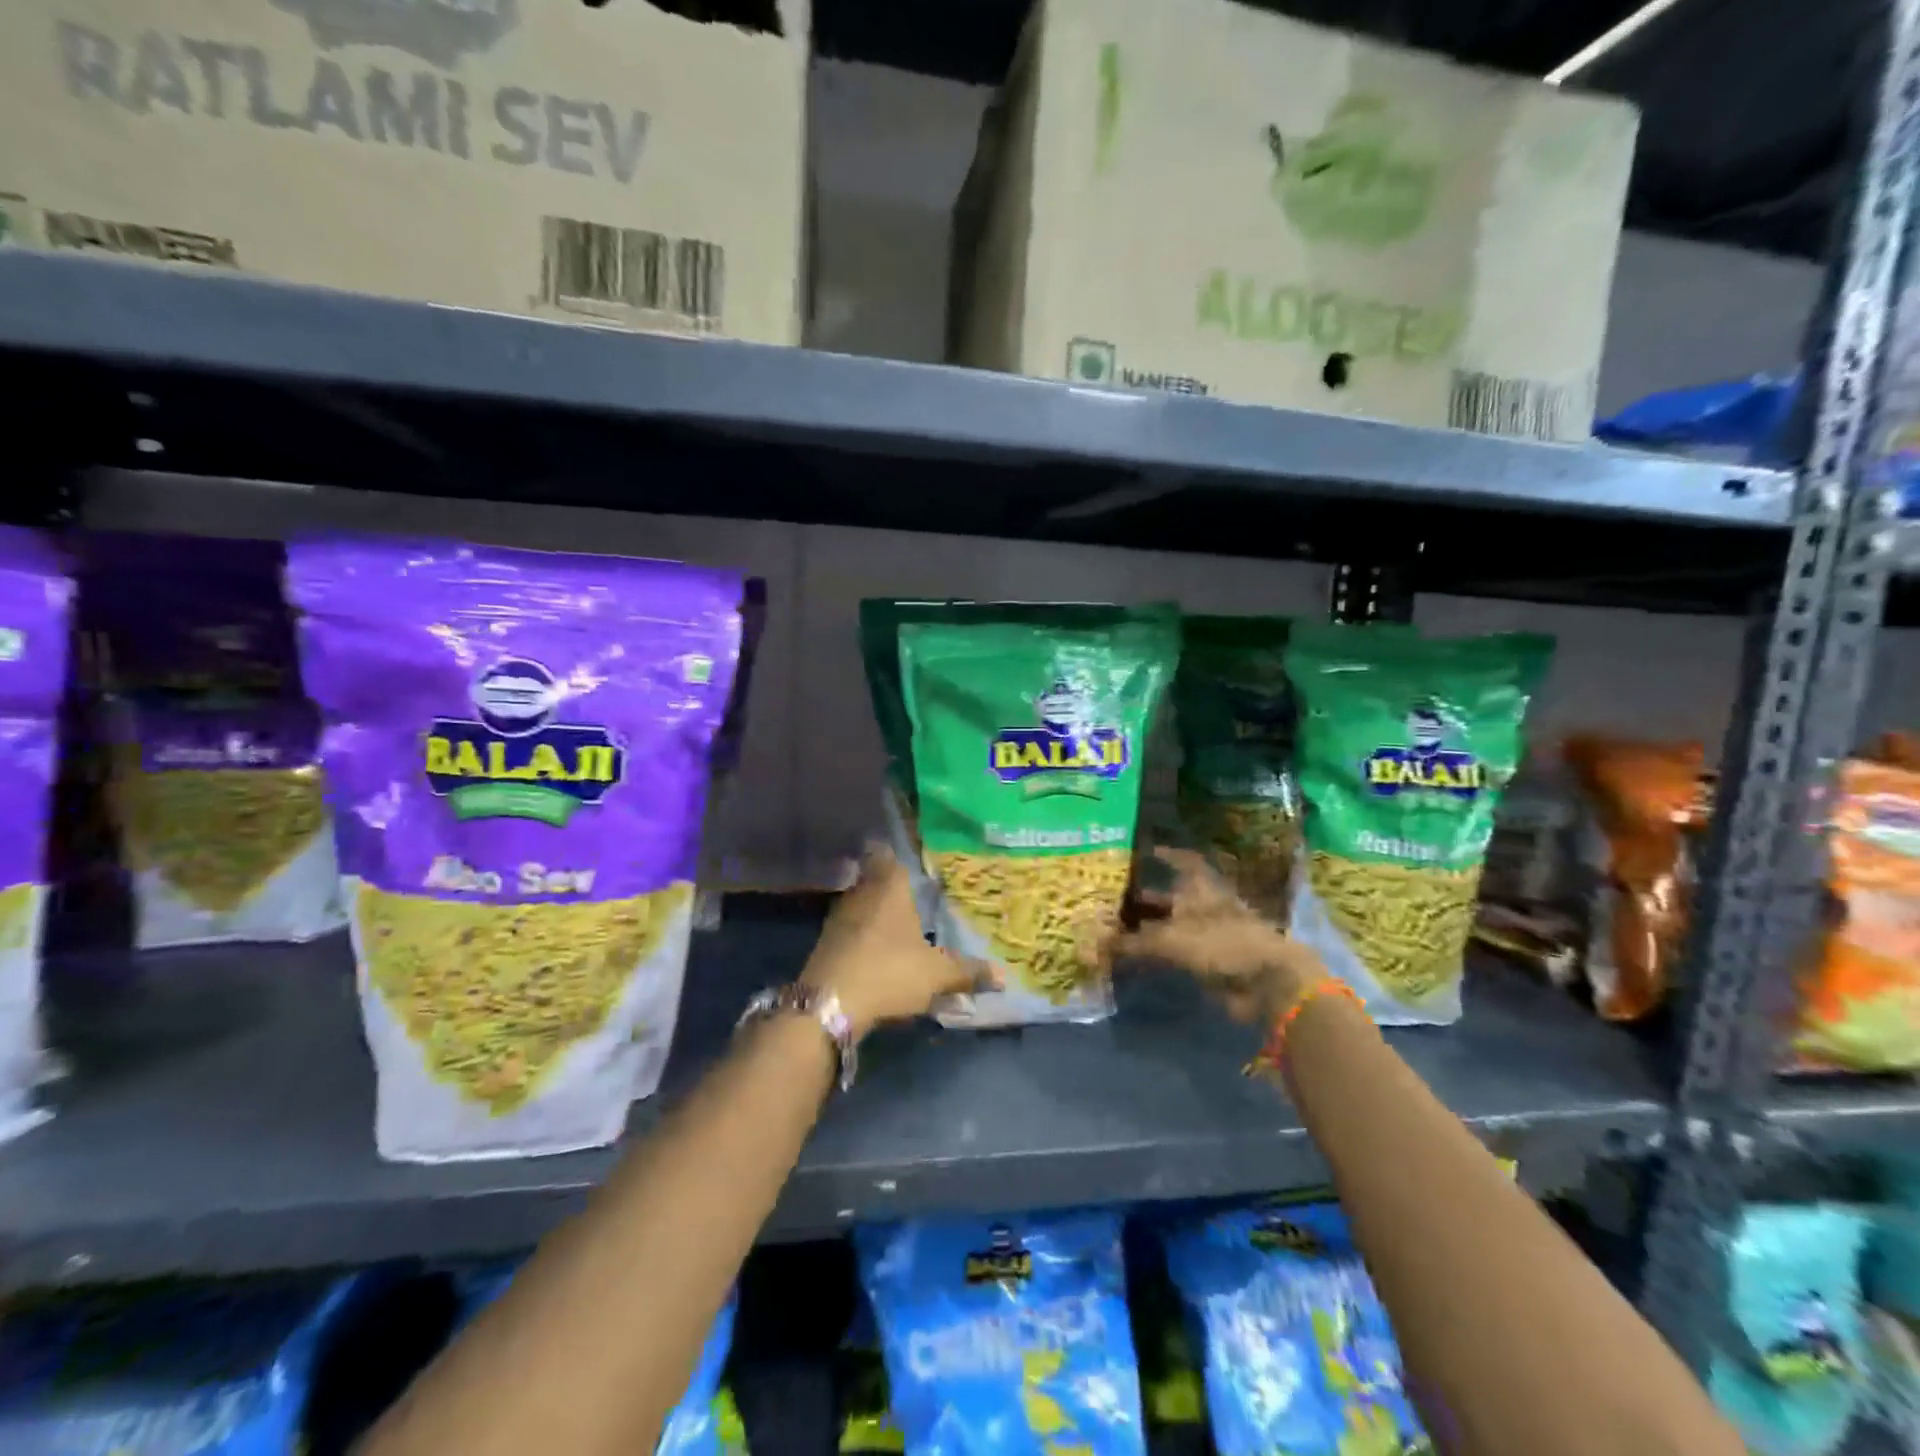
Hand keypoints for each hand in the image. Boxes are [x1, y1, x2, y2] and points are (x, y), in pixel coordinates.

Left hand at [801, 850, 984, 1039]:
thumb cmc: (889, 972)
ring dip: (875, 912)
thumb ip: (967, 971)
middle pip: (874, 878)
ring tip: (898, 923)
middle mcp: (861, 893)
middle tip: (913, 893)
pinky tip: (876, 949)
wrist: (829, 1004)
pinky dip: (862, 934)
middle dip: (891, 886)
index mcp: (890, 887)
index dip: (898, 854)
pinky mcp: (825, 943)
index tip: (911, 858)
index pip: (890, 855)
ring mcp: (839, 918)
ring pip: (861, 903)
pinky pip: (849, 928)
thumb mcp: (936, 975)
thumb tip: (1002, 974)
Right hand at [1111, 847, 1323, 1026]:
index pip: (1184, 861)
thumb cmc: (1222, 944)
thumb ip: (1134, 942)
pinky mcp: (1210, 962)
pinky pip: (1175, 953)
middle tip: (1112, 896)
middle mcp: (1205, 906)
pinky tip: (1133, 957)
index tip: (1143, 851)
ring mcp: (1209, 934)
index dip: (1166, 855)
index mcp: (1201, 888)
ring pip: (1171, 925)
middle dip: (1145, 896)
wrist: (1266, 985)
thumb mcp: (1171, 940)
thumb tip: (1097, 944)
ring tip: (1114, 927)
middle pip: (1172, 895)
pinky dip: (1156, 954)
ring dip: (1147, 927)